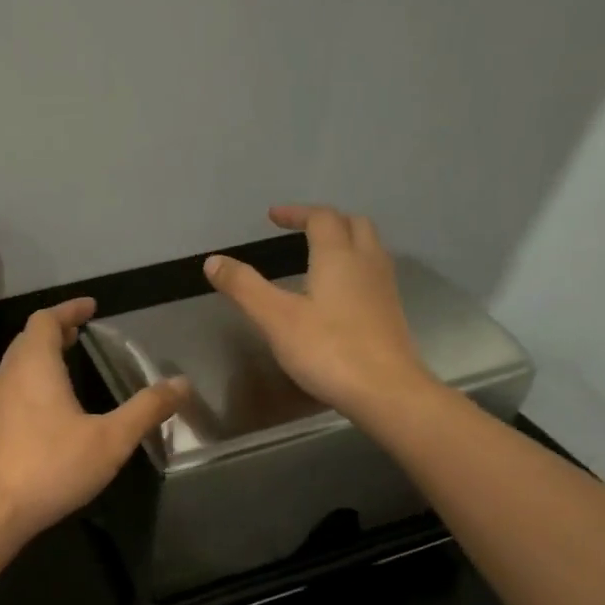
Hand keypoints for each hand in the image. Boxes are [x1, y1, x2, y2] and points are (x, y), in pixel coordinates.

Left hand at [0, 297, 186, 541]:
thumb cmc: (51, 467)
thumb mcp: (111, 440)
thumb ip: (146, 409)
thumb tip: (182, 383)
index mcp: (34, 366)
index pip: (46, 320)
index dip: (69, 309)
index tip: (91, 307)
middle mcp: (8, 376)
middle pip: (28, 339)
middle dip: (55, 330)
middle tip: (81, 333)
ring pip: (17, 364)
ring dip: (42, 356)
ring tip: (69, 364)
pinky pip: (12, 388)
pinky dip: (33, 381)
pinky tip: (51, 407)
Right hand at [205, 205, 440, 422]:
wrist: (386, 391)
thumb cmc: (328, 350)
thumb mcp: (276, 319)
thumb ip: (244, 287)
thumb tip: (213, 260)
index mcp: (338, 256)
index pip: (320, 218)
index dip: (296, 213)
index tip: (273, 217)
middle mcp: (367, 262)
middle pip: (353, 224)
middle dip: (326, 221)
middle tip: (300, 230)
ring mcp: (384, 288)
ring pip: (369, 248)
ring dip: (344, 241)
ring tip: (319, 256)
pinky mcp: (391, 313)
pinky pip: (373, 274)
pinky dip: (354, 268)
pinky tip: (339, 293)